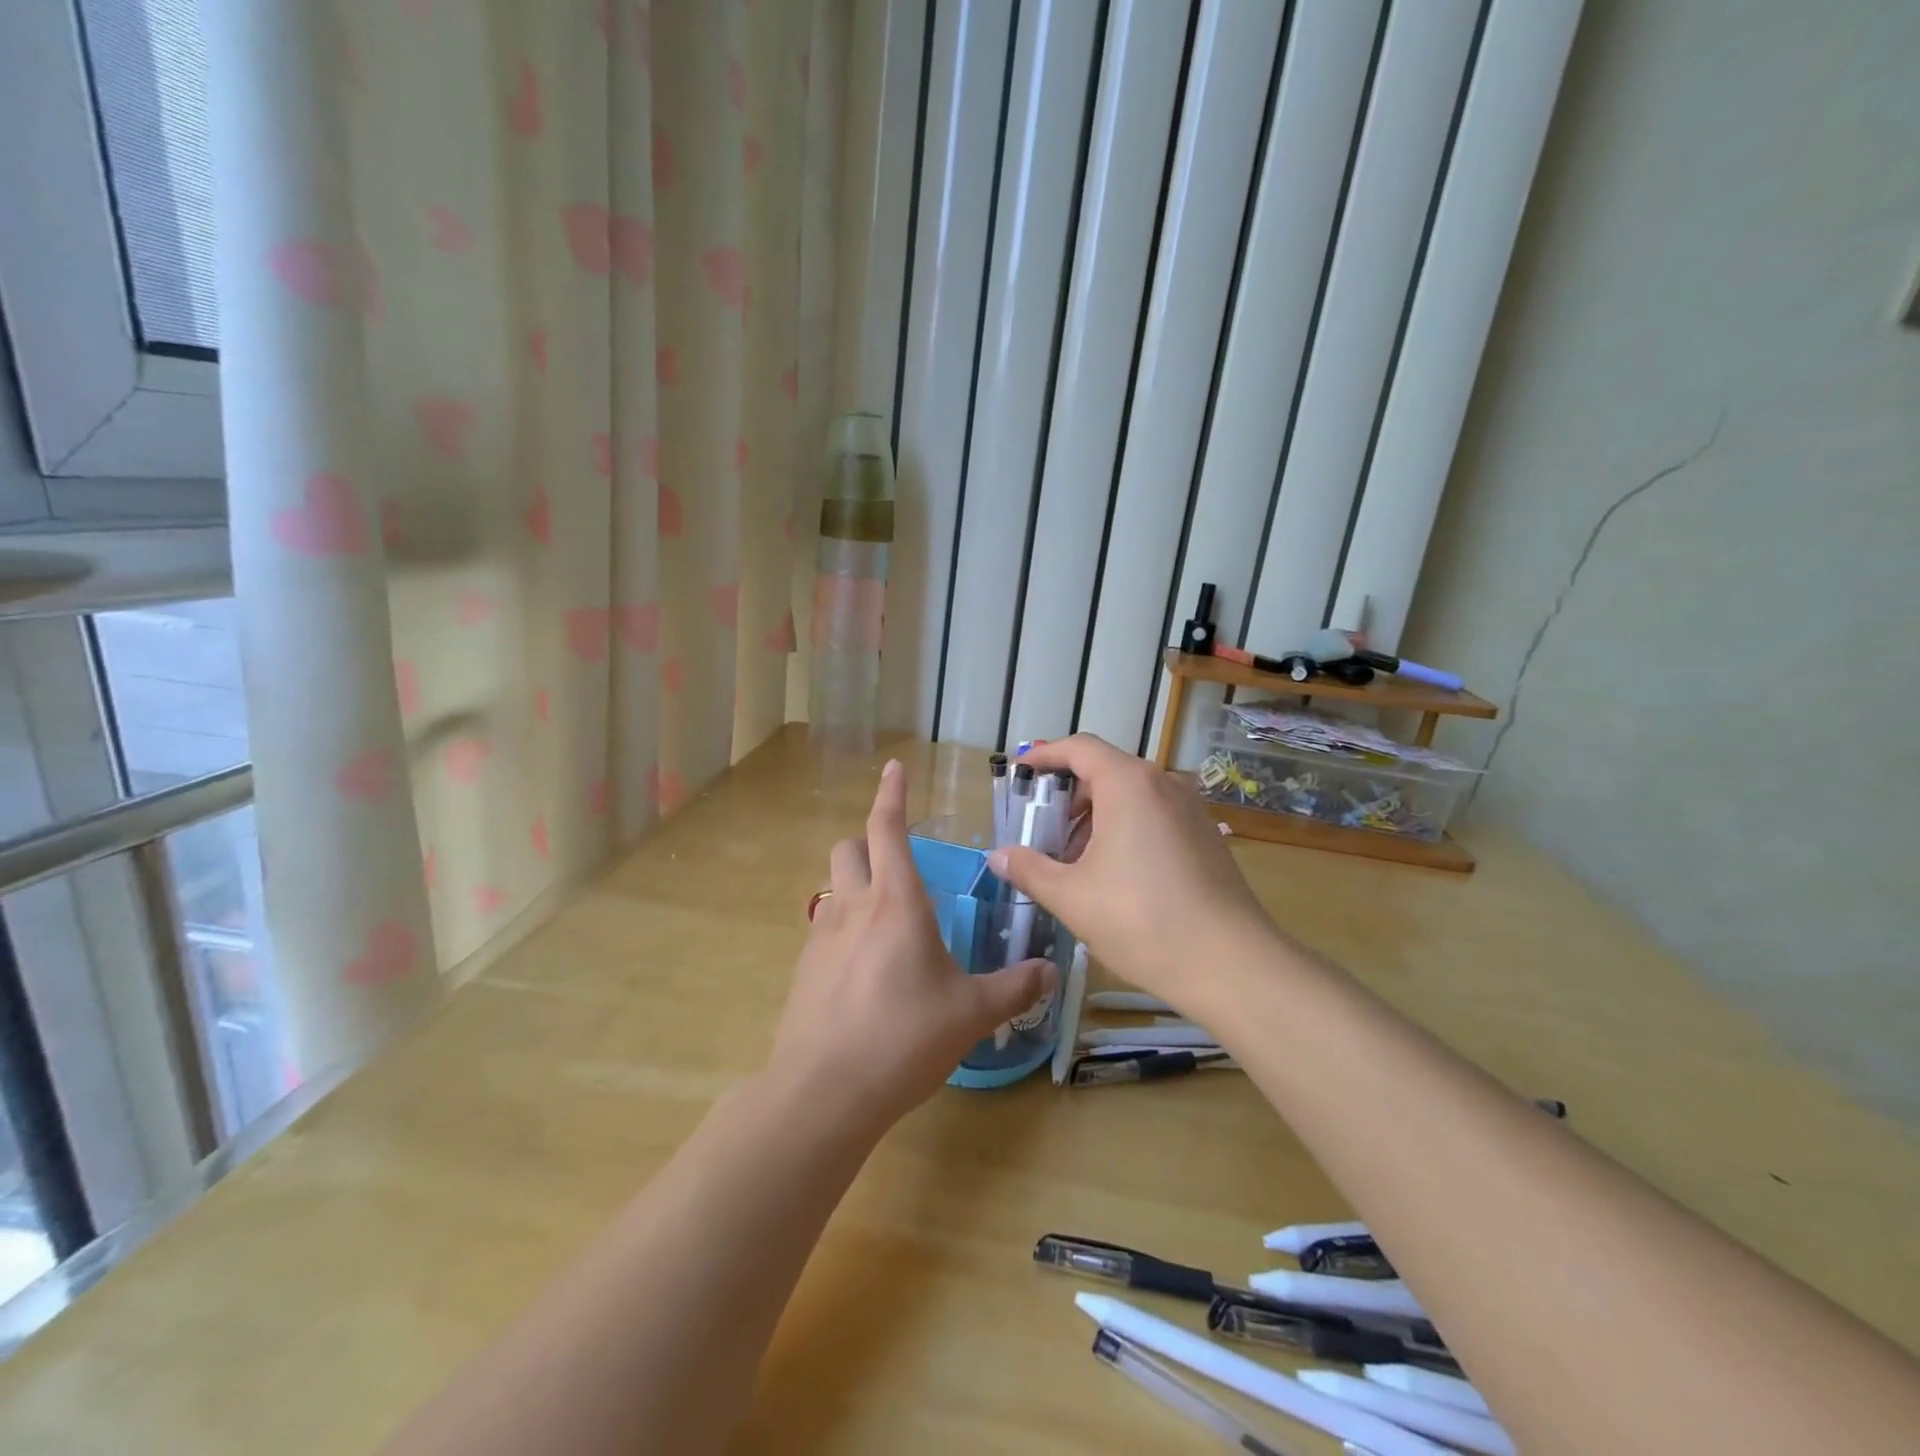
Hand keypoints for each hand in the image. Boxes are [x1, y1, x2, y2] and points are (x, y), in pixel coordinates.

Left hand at [767, 760, 1055, 1133]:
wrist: (823, 1092)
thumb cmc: (904, 1037)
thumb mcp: (971, 1013)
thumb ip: (1014, 987)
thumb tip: (1051, 972)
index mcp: (897, 901)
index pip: (887, 828)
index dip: (891, 794)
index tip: (894, 768)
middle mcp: (854, 907)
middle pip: (850, 848)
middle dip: (870, 843)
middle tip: (899, 866)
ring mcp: (821, 937)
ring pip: (834, 888)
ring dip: (857, 887)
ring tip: (887, 924)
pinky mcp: (803, 970)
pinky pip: (825, 930)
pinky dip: (845, 930)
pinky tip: (865, 972)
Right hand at [988, 735, 1274, 1008]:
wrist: (1231, 964)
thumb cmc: (1141, 920)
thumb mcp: (1072, 897)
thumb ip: (1029, 869)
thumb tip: (998, 856)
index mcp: (1128, 784)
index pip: (1079, 748)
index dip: (1044, 756)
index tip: (1019, 773)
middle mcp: (1163, 784)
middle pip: (1105, 771)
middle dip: (1067, 796)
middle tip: (1041, 831)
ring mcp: (1191, 809)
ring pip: (1131, 796)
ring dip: (1095, 817)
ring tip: (1073, 861)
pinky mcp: (1206, 836)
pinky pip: (1154, 816)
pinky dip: (1124, 829)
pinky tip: (1113, 874)